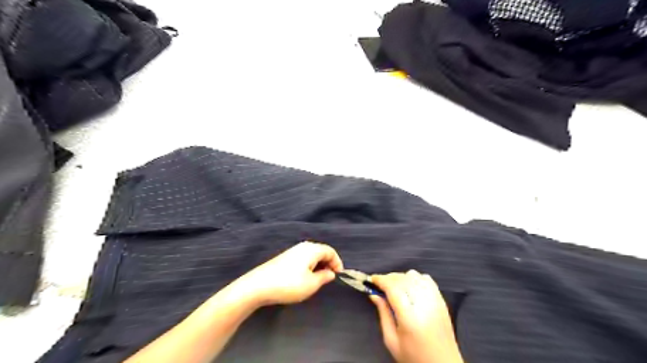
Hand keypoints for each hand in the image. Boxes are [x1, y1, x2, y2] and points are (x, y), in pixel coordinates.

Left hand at [232, 243, 345, 307]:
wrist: (258, 286)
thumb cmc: (289, 284)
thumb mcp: (311, 284)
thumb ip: (324, 277)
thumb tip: (330, 273)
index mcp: (311, 249)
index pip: (330, 251)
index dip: (338, 263)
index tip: (339, 276)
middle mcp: (303, 246)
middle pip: (321, 251)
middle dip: (328, 263)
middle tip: (329, 278)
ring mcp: (292, 251)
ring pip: (312, 255)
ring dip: (318, 265)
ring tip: (318, 280)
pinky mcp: (284, 258)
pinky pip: (303, 258)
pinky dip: (309, 266)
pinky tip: (304, 278)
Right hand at [370, 270, 464, 362]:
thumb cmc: (415, 357)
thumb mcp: (391, 340)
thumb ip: (383, 314)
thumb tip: (374, 295)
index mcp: (410, 317)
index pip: (393, 288)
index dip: (381, 280)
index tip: (372, 279)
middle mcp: (424, 306)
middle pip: (402, 279)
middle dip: (388, 278)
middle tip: (380, 285)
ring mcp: (435, 301)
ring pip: (414, 276)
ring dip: (401, 277)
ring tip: (395, 287)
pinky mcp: (441, 301)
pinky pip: (427, 279)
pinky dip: (416, 278)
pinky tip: (410, 287)